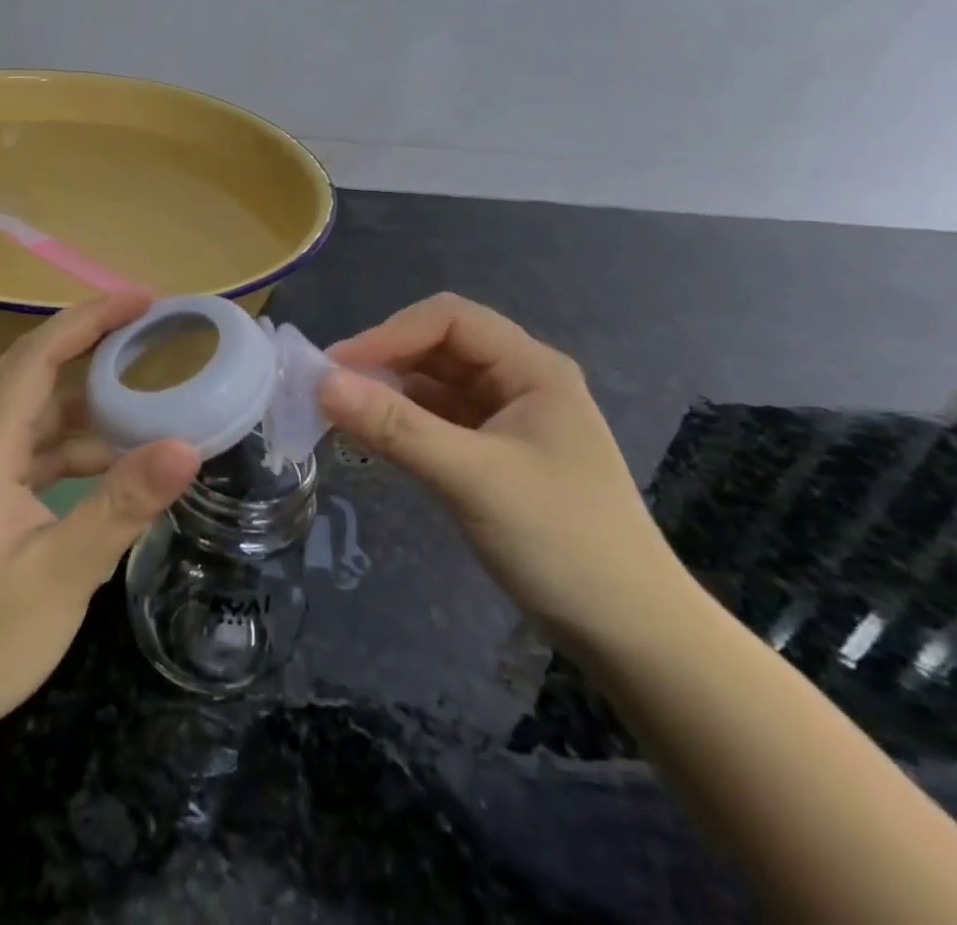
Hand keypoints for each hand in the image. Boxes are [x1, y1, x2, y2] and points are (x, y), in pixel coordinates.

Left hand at [0, 292, 201, 746]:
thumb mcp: (61, 575)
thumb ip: (122, 506)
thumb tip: (187, 446)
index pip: (36, 356)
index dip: (88, 319)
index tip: (141, 301)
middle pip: (28, 367)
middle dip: (85, 338)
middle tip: (143, 325)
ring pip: (30, 408)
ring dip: (81, 394)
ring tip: (140, 388)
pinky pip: (30, 447)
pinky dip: (71, 441)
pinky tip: (111, 461)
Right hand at [319, 292, 688, 656]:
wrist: (634, 636)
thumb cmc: (564, 542)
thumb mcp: (473, 479)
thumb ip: (397, 427)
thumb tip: (322, 383)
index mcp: (531, 367)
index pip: (448, 319)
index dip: (389, 333)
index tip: (337, 367)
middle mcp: (519, 381)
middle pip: (439, 346)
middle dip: (385, 360)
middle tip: (330, 390)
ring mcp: (508, 419)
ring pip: (435, 384)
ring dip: (389, 392)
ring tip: (340, 413)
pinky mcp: (495, 454)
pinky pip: (439, 420)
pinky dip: (404, 422)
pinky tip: (373, 437)